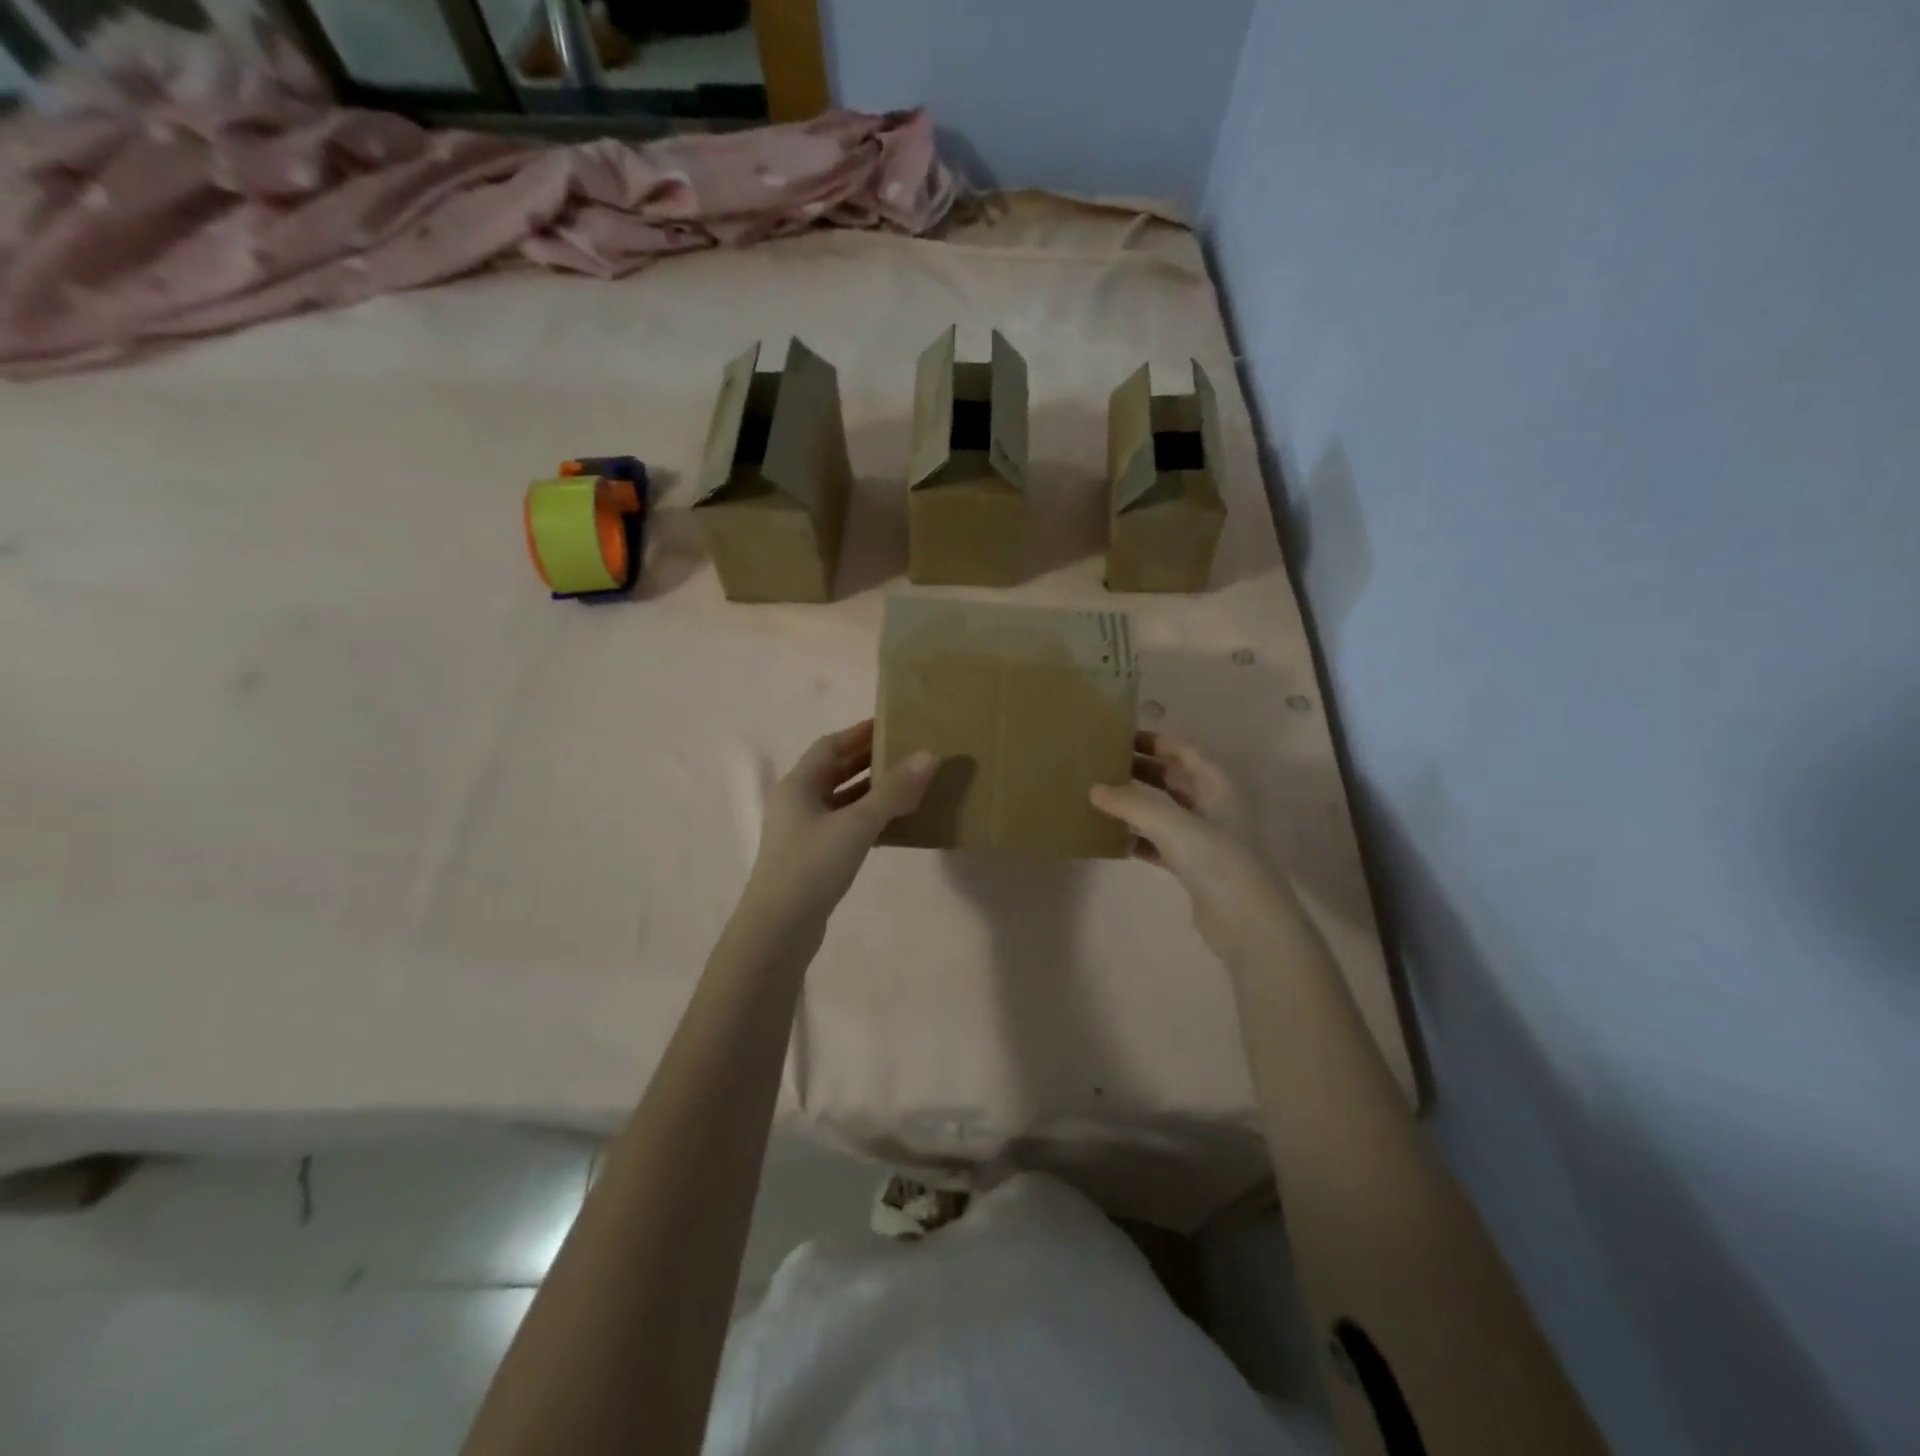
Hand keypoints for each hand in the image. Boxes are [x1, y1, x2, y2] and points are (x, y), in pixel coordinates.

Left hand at [742, 720, 934, 933]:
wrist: (779, 929)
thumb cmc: (812, 866)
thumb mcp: (857, 824)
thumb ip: (893, 791)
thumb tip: (929, 755)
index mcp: (798, 784)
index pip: (831, 745)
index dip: (860, 733)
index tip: (892, 724)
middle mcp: (797, 803)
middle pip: (835, 771)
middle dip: (869, 760)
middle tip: (907, 751)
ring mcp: (804, 832)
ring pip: (842, 800)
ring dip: (871, 790)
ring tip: (908, 783)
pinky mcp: (813, 858)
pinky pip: (845, 826)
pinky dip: (868, 819)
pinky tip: (895, 824)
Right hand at [1090, 731, 1280, 953]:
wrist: (1249, 923)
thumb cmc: (1217, 860)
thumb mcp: (1172, 823)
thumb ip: (1131, 803)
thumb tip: (1094, 789)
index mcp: (1216, 784)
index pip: (1182, 749)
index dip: (1152, 740)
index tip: (1115, 738)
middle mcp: (1211, 804)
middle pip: (1171, 777)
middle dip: (1138, 770)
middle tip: (1098, 766)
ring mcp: (1203, 837)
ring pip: (1163, 810)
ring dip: (1134, 804)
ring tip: (1097, 799)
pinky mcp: (1193, 866)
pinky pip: (1159, 842)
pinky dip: (1138, 838)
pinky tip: (1112, 839)